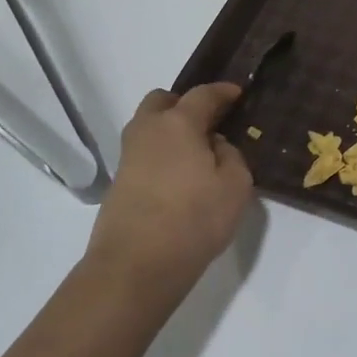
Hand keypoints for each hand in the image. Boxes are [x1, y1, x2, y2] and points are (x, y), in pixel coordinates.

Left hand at [86, 84, 253, 290]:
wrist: (137, 264)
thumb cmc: (194, 219)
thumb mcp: (235, 186)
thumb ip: (232, 157)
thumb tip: (215, 146)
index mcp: (178, 123)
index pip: (202, 95)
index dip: (222, 92)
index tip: (236, 93)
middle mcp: (148, 130)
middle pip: (163, 102)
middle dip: (185, 105)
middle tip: (209, 123)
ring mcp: (128, 156)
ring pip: (149, 127)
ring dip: (170, 131)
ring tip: (195, 153)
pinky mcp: (119, 182)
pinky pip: (144, 153)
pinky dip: (161, 154)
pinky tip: (179, 177)